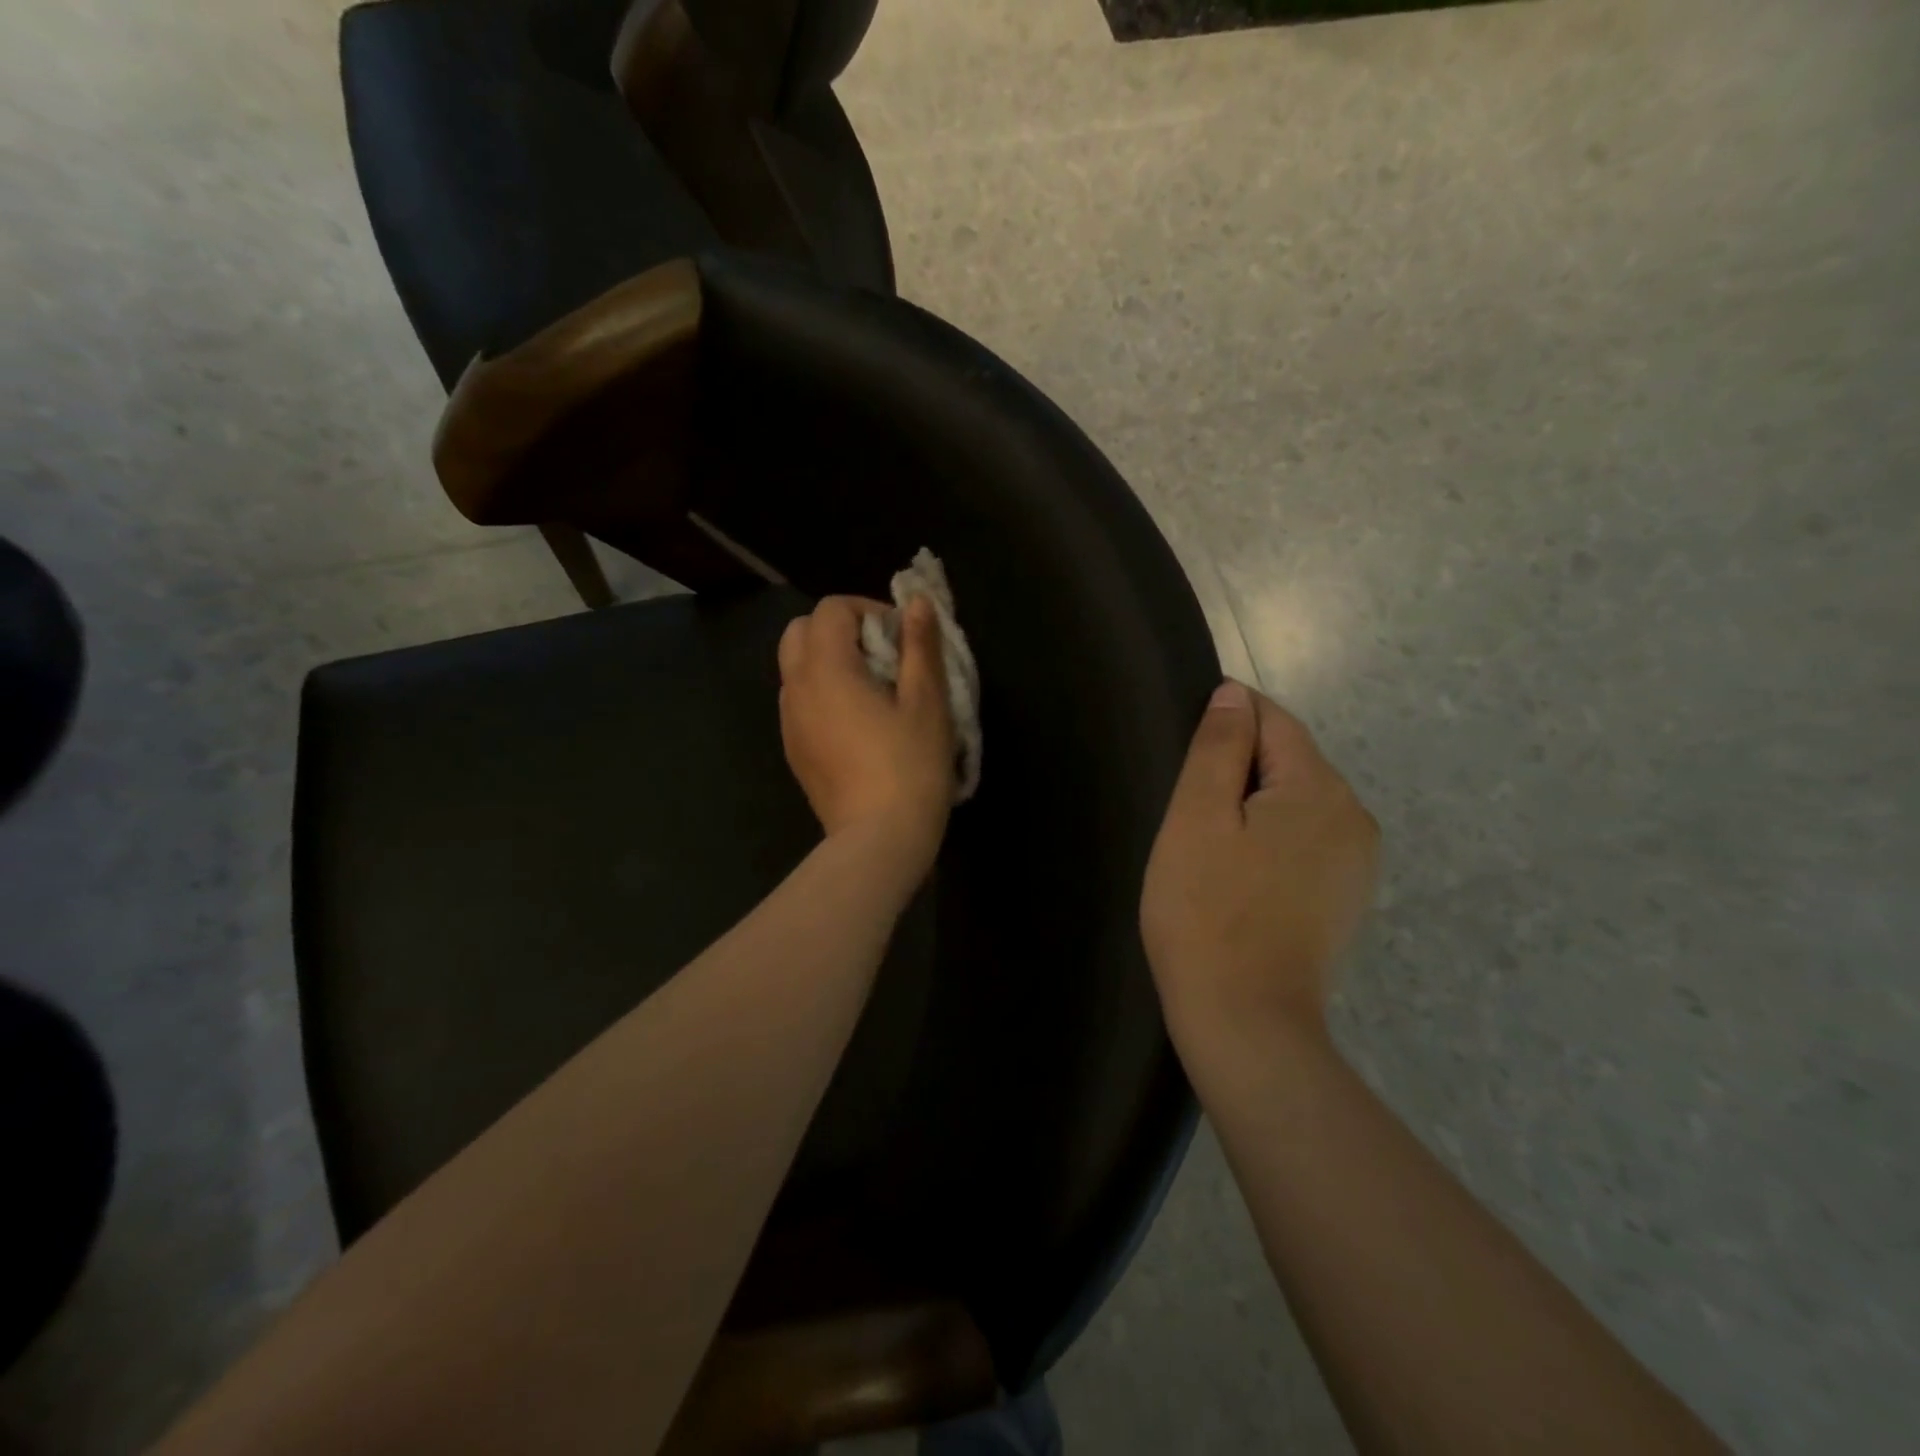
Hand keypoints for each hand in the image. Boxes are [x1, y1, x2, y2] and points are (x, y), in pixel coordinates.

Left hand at [778, 595, 955, 876]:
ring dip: (829, 660)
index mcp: (825, 668)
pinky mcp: (793, 750)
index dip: (869, 610)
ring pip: (796, 667)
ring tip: (873, 689)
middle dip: (840, 630)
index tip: (902, 638)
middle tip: (883, 656)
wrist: (879, 839)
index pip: (832, 609)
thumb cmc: (910, 766)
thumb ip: (920, 645)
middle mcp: (796, 688)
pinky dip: (822, 692)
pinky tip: (858, 723)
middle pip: (801, 631)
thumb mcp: (927, 701)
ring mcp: (789, 721)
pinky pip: (799, 701)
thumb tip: (916, 602)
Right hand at [1141, 681, 1378, 1043]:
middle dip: (1236, 769)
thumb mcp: (1197, 818)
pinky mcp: (1345, 896)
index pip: (1272, 720)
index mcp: (1320, 789)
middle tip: (1187, 815)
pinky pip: (1304, 840)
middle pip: (1288, 760)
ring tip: (1208, 848)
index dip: (1224, 724)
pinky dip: (1269, 840)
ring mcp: (1357, 861)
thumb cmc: (1206, 911)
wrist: (1245, 1021)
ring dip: (1251, 807)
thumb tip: (1234, 695)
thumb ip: (1218, 748)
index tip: (1184, 756)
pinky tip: (1238, 877)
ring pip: (1295, 802)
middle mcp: (1354, 815)